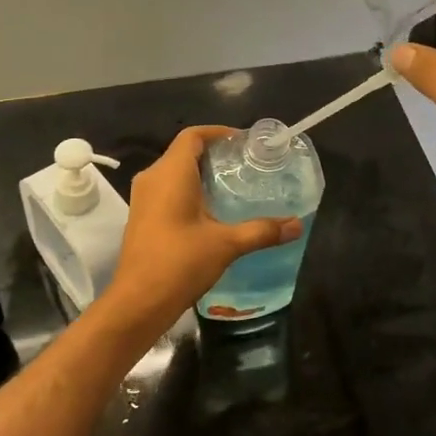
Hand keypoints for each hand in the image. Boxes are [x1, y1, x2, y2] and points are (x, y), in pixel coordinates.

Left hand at [101, 126, 301, 339]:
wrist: (138, 302)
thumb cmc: (180, 263)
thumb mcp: (226, 244)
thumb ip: (262, 231)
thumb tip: (297, 225)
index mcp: (170, 173)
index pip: (193, 136)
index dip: (218, 133)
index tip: (243, 142)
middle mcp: (153, 178)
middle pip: (184, 152)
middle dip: (214, 154)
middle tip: (245, 165)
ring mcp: (143, 197)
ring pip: (174, 172)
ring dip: (201, 173)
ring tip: (233, 185)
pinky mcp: (142, 216)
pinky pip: (167, 189)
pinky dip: (189, 190)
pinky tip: (212, 210)